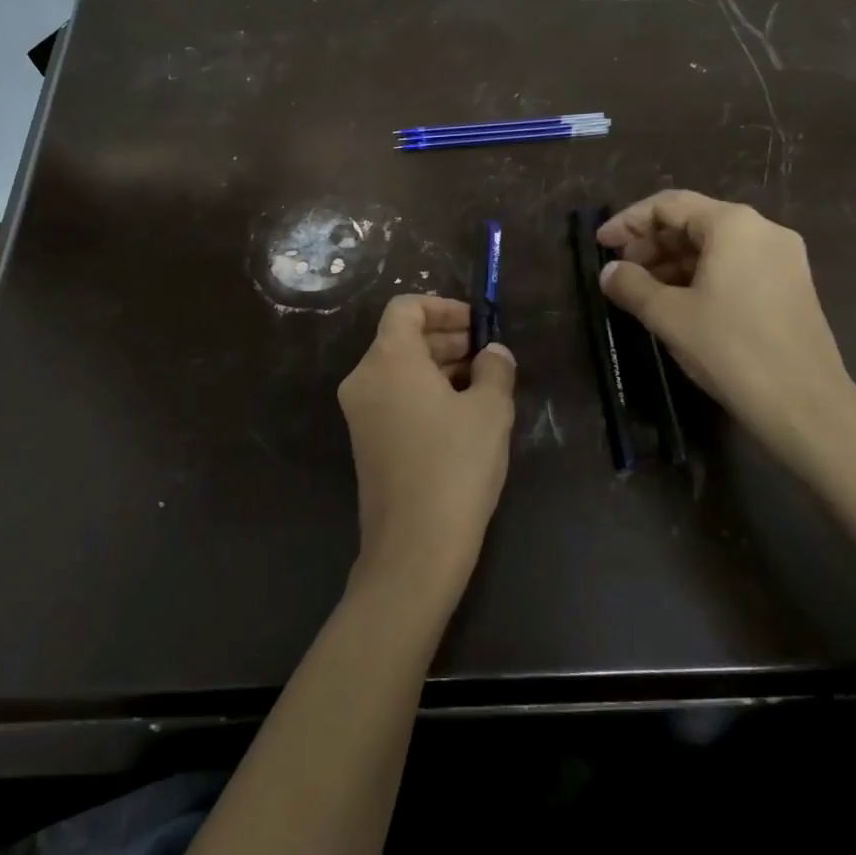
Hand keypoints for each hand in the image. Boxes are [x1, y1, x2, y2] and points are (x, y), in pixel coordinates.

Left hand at [337, 295, 517, 603]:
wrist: (415, 547)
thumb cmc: (455, 466)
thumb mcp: (490, 411)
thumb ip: (495, 369)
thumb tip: (493, 354)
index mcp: (388, 359)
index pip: (405, 308)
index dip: (443, 307)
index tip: (477, 324)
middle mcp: (364, 379)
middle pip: (401, 338)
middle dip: (446, 338)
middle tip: (487, 353)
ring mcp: (360, 413)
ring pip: (399, 369)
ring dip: (438, 366)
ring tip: (483, 383)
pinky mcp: (365, 442)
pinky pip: (394, 398)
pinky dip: (424, 392)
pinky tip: (461, 413)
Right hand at [596, 190, 855, 455]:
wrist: (804, 404)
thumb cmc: (730, 349)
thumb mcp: (668, 315)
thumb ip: (631, 285)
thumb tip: (609, 272)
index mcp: (733, 224)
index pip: (669, 204)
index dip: (628, 222)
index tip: (601, 245)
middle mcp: (763, 229)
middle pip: (694, 221)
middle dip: (652, 243)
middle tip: (621, 272)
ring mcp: (783, 258)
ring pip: (715, 245)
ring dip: (674, 261)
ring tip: (644, 291)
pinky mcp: (791, 285)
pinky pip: (736, 265)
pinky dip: (702, 275)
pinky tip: (681, 303)